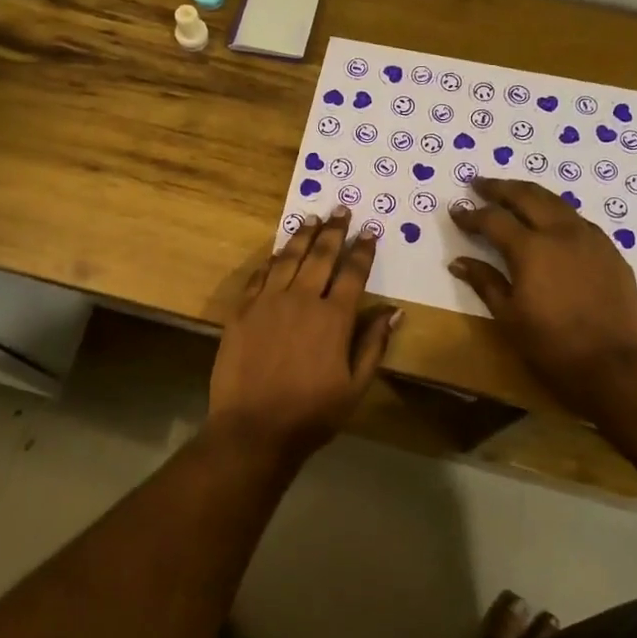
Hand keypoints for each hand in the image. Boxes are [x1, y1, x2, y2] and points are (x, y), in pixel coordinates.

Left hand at [209, 208, 401, 462]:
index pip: (352, 273)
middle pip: (320, 256)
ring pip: (287, 258)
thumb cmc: (312, 413)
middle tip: (341, 209)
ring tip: (312, 218)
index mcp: (334, 318)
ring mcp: (267, 302)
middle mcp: (302, 300)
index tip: (371, 229)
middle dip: (334, 230)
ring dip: (302, 236)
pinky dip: (271, 260)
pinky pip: (259, 276)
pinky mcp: (242, 311)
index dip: (363, 249)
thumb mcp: (355, 386)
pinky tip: (277, 252)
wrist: (253, 428)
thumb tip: (394, 311)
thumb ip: (373, 344)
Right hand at [449, 178, 636, 415]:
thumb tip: (458, 262)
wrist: (614, 366)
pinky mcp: (611, 252)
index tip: (456, 210)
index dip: (471, 214)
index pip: (493, 219)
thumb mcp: (508, 316)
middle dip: (500, 188)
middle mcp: (561, 233)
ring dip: (530, 194)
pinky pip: (578, 221)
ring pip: (556, 202)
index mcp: (531, 248)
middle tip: (479, 183)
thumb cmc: (552, 345)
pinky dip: (556, 213)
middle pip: (527, 196)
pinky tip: (550, 223)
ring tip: (513, 195)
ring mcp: (591, 239)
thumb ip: (484, 282)